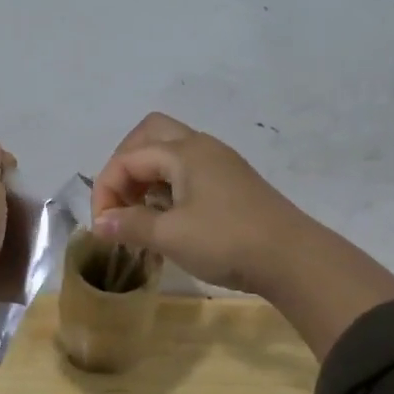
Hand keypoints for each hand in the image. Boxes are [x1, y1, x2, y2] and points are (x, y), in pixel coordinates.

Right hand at [90, 114, 311, 292]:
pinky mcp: (233, 182)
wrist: (293, 258)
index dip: (106, 189)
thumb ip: (131, 225)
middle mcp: (201, 146)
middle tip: (119, 200)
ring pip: (170, 151)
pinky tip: (167, 216)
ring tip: (140, 211)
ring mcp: (220, 162)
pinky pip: (188, 169)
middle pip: (150, 135)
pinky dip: (168, 184)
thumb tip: (100, 224)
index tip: (102, 225)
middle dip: (125, 164)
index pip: (128, 158)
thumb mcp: (171, 236)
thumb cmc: (227, 241)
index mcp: (184, 152)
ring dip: (147, 174)